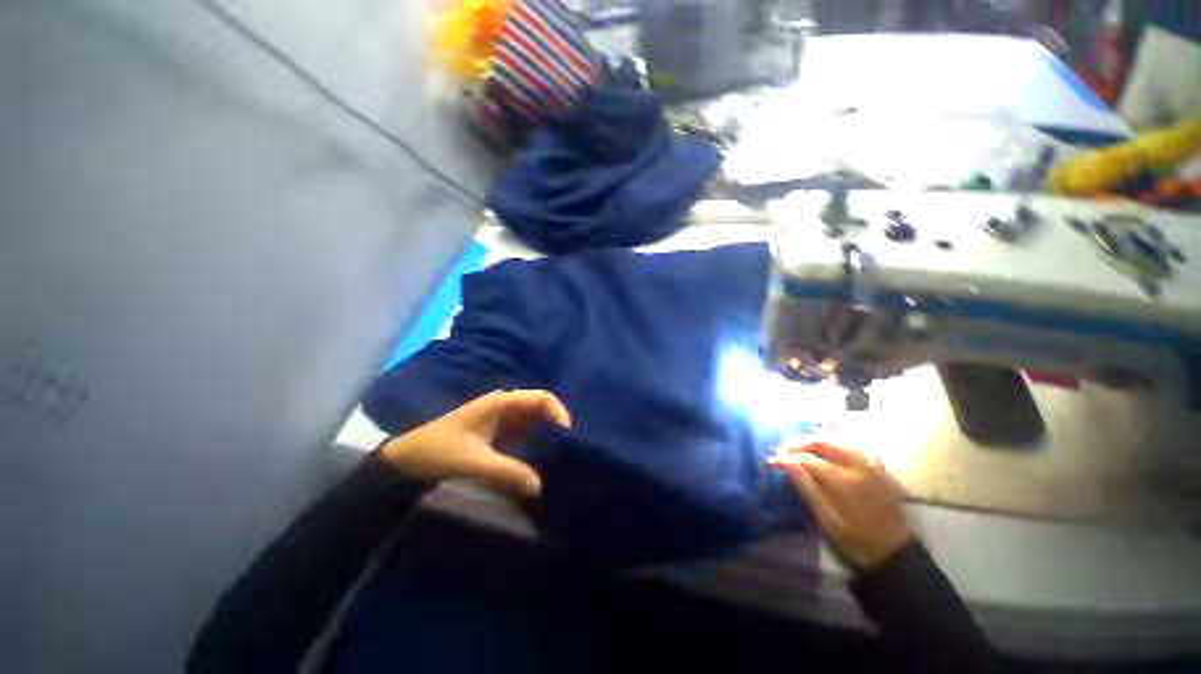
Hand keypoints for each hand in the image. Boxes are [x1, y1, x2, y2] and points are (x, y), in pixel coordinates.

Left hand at [380, 390, 570, 497]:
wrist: (405, 462)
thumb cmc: (437, 452)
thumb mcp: (473, 461)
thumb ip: (507, 472)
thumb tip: (540, 486)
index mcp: (501, 402)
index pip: (541, 398)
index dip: (558, 413)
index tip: (567, 437)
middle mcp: (505, 407)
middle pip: (540, 410)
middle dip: (554, 428)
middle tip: (566, 453)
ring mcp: (501, 420)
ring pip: (533, 424)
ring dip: (544, 439)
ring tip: (557, 460)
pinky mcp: (496, 434)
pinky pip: (523, 436)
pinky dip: (532, 448)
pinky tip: (538, 464)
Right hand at [769, 441, 913, 569]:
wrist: (894, 556)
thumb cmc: (854, 541)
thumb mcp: (825, 518)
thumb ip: (806, 487)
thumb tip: (784, 463)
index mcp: (843, 481)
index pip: (808, 459)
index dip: (786, 457)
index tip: (771, 461)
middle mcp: (858, 466)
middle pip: (823, 443)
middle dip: (799, 443)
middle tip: (781, 449)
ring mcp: (872, 466)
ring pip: (840, 440)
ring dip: (816, 439)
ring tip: (799, 445)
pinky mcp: (881, 470)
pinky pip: (857, 447)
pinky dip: (838, 443)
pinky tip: (829, 447)